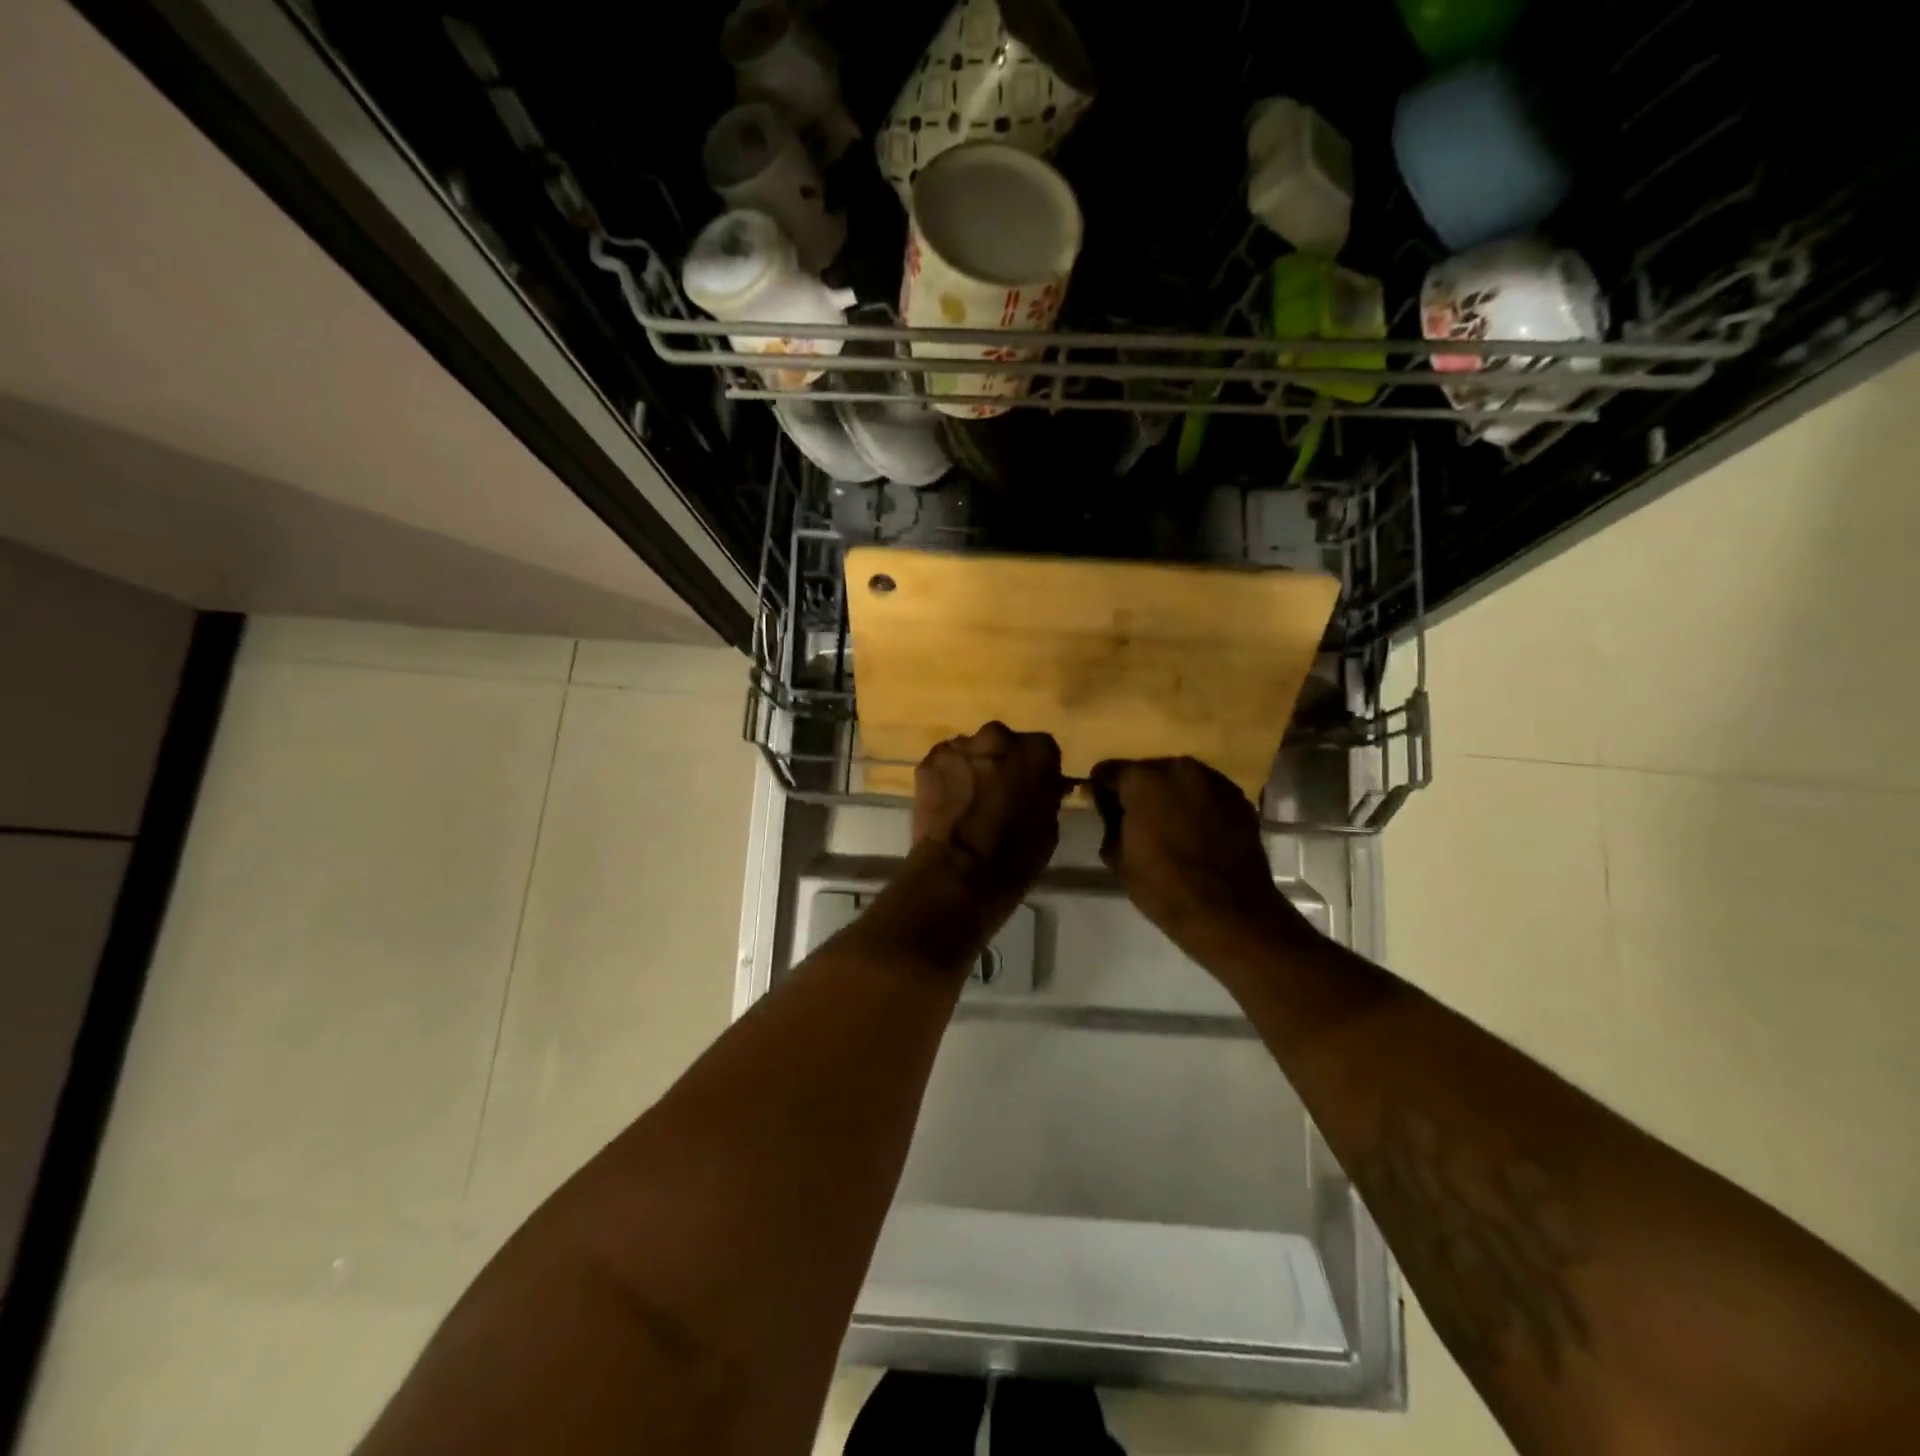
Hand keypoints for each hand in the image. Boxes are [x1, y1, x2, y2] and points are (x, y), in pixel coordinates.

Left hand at [911, 722, 1067, 927]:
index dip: (1035, 771)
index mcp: (1036, 751)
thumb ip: (1045, 795)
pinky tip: (947, 805)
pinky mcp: (928, 761)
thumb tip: (1043, 787)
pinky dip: (946, 779)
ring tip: (968, 802)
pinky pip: (944, 765)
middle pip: (1003, 744)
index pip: (1042, 750)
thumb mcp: (1048, 827)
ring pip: (970, 752)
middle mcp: (998, 737)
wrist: (957, 873)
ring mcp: (959, 747)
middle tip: (998, 793)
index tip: (1030, 790)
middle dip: (1002, 763)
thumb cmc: (1013, 857)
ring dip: (972, 769)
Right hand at [1088, 756, 1310, 960]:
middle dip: (1139, 790)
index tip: (1101, 806)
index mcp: (1144, 780)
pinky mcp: (1239, 799)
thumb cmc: (1164, 887)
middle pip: (1148, 771)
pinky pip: (1207, 794)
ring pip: (1180, 780)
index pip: (1109, 771)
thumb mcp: (1117, 857)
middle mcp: (1180, 768)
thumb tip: (1105, 803)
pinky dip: (1198, 806)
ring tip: (1170, 826)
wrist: (1230, 913)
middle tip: (1136, 819)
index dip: (1101, 789)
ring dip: (1171, 796)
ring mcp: (1214, 781)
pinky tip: (1197, 833)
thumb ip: (1108, 820)